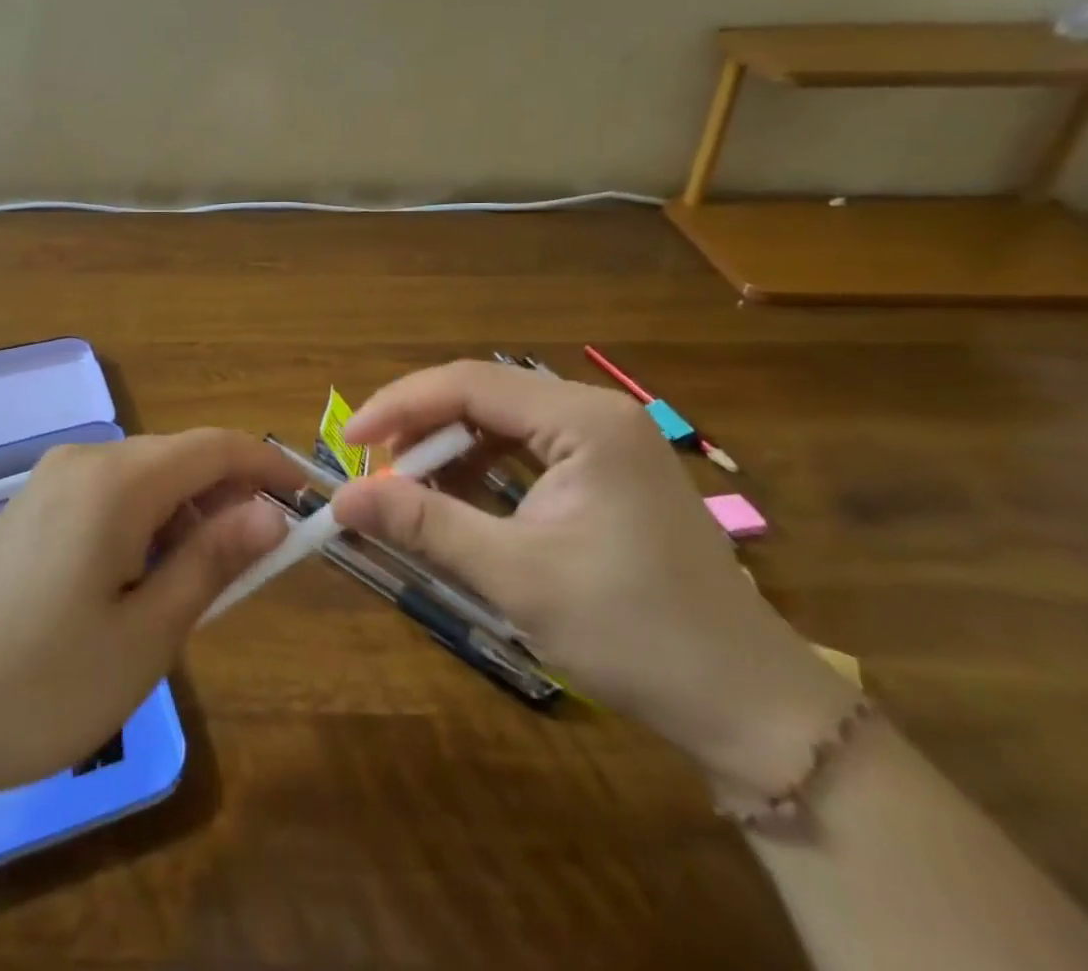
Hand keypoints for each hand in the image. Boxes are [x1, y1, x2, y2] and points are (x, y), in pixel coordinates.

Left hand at [0, 430, 292, 807]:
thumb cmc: (42, 683)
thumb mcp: (147, 633)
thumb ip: (213, 561)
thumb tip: (271, 515)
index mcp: (117, 480)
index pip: (216, 447)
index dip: (268, 467)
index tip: (307, 503)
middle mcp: (83, 461)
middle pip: (180, 459)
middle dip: (227, 499)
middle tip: (254, 566)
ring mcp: (50, 481)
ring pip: (144, 479)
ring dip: (185, 517)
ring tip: (196, 587)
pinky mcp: (30, 508)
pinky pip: (108, 497)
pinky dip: (144, 525)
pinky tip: (138, 583)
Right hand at [333, 362, 857, 793]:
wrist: (746, 705)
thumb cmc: (632, 632)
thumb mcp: (514, 575)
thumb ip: (424, 523)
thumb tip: (341, 498)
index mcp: (583, 420)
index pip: (468, 383)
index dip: (398, 406)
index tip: (348, 443)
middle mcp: (595, 412)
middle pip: (483, 394)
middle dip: (421, 426)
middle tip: (374, 469)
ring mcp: (606, 440)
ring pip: (500, 420)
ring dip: (447, 448)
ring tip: (406, 485)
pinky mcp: (607, 471)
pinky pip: (524, 449)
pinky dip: (480, 469)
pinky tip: (457, 499)